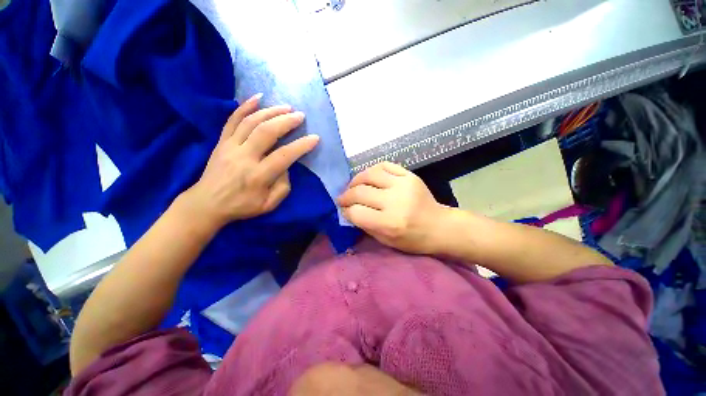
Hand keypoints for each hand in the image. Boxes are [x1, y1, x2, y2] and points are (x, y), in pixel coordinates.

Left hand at [182, 94, 318, 227]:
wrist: (207, 203)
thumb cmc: (242, 206)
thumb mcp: (269, 205)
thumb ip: (283, 186)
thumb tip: (286, 166)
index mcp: (258, 176)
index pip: (283, 156)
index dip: (301, 145)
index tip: (315, 138)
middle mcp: (244, 157)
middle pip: (266, 132)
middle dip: (286, 121)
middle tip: (300, 116)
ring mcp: (230, 146)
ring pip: (251, 122)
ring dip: (271, 111)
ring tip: (286, 107)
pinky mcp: (221, 141)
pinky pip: (232, 119)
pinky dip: (245, 106)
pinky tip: (258, 97)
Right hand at [337, 162, 448, 254]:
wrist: (439, 226)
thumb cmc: (412, 239)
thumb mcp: (385, 240)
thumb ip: (365, 225)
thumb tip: (348, 210)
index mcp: (389, 223)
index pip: (356, 212)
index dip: (346, 211)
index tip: (344, 210)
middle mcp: (395, 201)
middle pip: (359, 192)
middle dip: (346, 196)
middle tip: (343, 198)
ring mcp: (403, 185)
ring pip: (369, 174)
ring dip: (356, 180)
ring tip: (353, 186)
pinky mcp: (409, 175)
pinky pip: (384, 165)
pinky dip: (371, 171)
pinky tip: (368, 178)